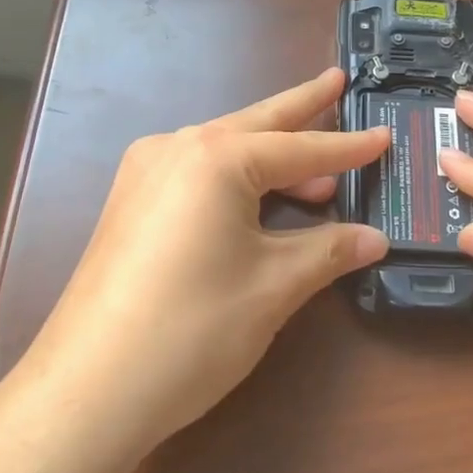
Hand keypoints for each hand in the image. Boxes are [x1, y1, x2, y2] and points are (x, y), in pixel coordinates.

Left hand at [1, 68, 389, 465]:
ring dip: (271, 156)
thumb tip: (374, 238)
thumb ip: (328, 251)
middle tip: (336, 82)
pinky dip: (237, 179)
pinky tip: (259, 199)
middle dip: (301, 107)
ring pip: (224, 150)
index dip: (348, 148)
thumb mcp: (273, 286)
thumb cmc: (192, 329)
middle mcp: (176, 148)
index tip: (385, 135)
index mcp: (216, 156)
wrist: (87, 390)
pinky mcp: (130, 203)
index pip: (300, 147)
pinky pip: (197, 173)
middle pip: (255, 124)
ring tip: (317, 173)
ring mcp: (144, 173)